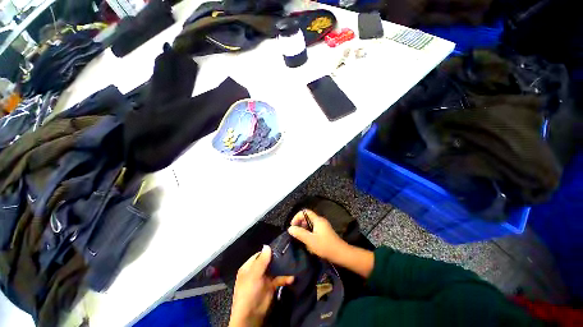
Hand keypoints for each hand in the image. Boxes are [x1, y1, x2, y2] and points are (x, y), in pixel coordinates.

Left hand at [229, 245, 293, 326]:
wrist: (251, 315)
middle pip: (269, 261)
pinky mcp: (272, 286)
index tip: (280, 245)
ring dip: (283, 267)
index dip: (269, 250)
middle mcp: (257, 270)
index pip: (260, 254)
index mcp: (250, 266)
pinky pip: (279, 279)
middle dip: (278, 257)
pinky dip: (285, 278)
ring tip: (293, 262)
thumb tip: (267, 245)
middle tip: (289, 251)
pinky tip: (292, 278)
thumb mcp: (254, 275)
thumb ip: (261, 261)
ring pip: (275, 269)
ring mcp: (265, 278)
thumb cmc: (249, 291)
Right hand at [287, 209, 348, 264]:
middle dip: (300, 223)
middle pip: (307, 217)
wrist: (341, 254)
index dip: (297, 217)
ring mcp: (323, 227)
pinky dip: (309, 233)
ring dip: (304, 229)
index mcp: (317, 220)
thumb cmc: (325, 246)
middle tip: (295, 233)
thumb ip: (299, 233)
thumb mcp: (310, 240)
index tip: (293, 226)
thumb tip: (290, 228)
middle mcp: (320, 221)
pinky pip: (314, 229)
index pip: (305, 212)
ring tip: (301, 238)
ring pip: (310, 224)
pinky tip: (308, 242)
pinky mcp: (325, 232)